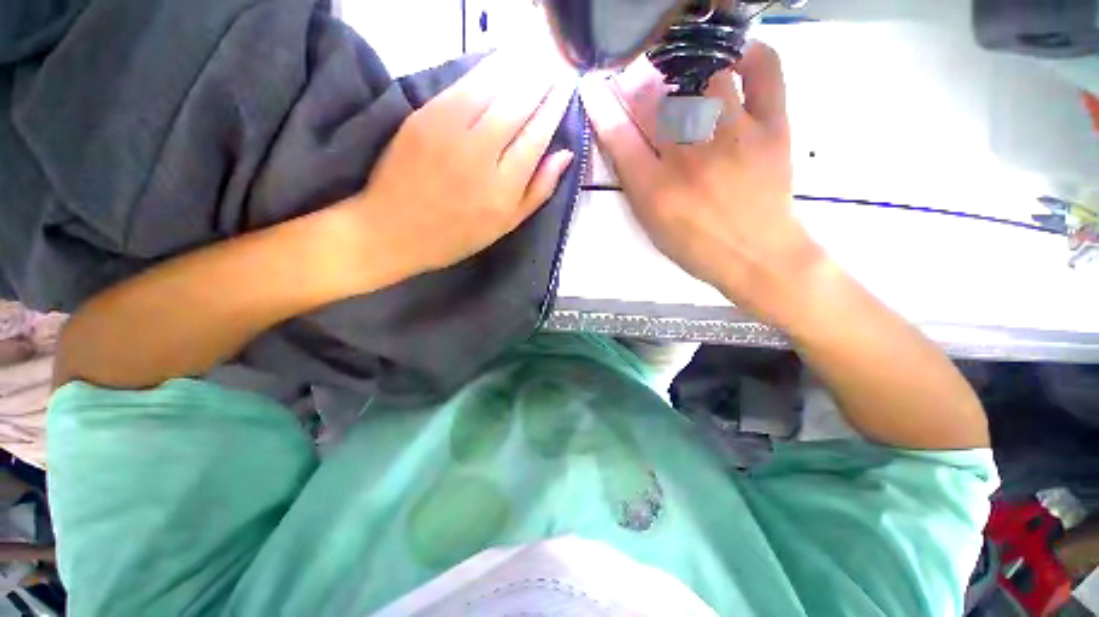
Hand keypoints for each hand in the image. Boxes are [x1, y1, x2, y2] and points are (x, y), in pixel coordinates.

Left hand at [342, 52, 575, 280]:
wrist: (394, 230)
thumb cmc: (457, 235)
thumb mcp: (506, 225)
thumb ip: (538, 191)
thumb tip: (565, 155)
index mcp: (504, 187)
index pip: (537, 136)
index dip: (554, 108)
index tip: (566, 88)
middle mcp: (482, 155)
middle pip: (518, 106)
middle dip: (541, 81)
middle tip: (556, 65)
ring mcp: (450, 132)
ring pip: (493, 88)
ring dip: (518, 68)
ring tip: (536, 57)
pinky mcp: (425, 116)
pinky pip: (463, 85)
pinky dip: (486, 69)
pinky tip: (501, 62)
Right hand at [580, 42, 820, 320]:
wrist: (756, 255)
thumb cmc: (696, 246)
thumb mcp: (652, 223)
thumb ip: (635, 183)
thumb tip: (624, 139)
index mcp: (655, 188)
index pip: (617, 135)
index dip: (599, 105)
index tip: (592, 86)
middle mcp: (689, 156)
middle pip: (653, 98)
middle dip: (634, 81)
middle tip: (635, 78)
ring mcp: (734, 135)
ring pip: (703, 74)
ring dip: (684, 67)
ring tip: (682, 75)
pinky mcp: (772, 127)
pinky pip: (764, 71)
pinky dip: (749, 54)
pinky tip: (732, 61)